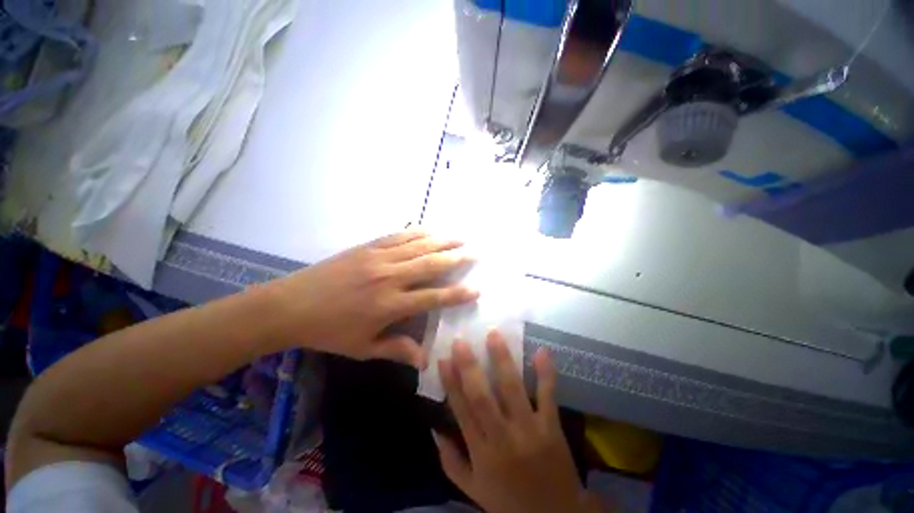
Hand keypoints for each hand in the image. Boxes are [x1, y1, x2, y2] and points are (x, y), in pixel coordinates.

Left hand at [266, 230, 477, 367]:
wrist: (291, 305)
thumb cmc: (329, 331)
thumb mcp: (362, 348)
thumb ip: (396, 349)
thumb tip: (425, 360)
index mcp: (389, 305)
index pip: (433, 298)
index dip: (457, 294)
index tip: (476, 289)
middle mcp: (389, 277)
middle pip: (431, 265)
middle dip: (456, 259)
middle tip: (475, 253)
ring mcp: (379, 258)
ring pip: (418, 246)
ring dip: (442, 241)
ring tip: (460, 237)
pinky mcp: (368, 247)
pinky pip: (399, 236)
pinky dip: (417, 232)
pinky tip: (430, 229)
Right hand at [434, 332, 600, 512]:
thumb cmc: (508, 501)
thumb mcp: (473, 489)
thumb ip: (450, 460)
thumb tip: (434, 428)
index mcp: (481, 453)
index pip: (461, 411)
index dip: (450, 384)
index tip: (443, 359)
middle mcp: (503, 438)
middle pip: (482, 398)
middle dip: (470, 367)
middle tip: (461, 341)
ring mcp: (529, 430)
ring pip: (512, 390)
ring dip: (503, 360)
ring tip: (494, 335)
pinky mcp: (552, 427)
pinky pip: (548, 396)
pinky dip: (545, 374)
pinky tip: (541, 351)